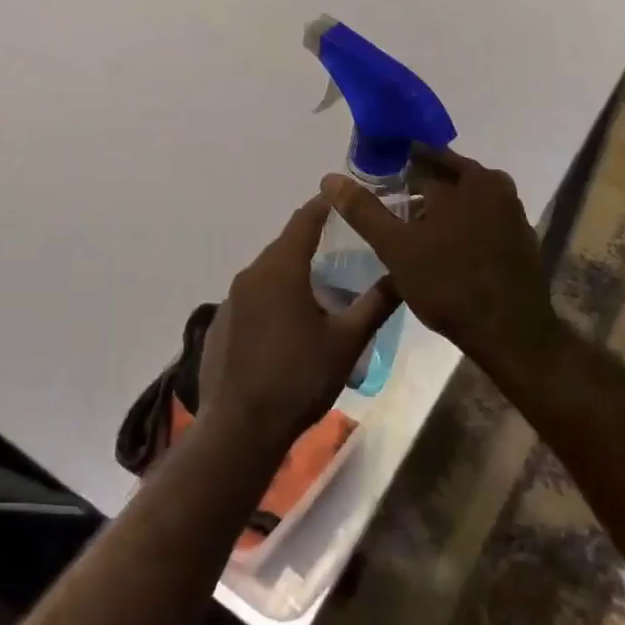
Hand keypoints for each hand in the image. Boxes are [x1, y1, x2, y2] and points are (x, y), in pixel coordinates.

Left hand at [196, 194, 397, 456]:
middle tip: (346, 245)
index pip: (305, 219)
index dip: (326, 204)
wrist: (241, 428)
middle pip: (285, 243)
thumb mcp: (347, 341)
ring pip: (268, 270)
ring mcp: (231, 299)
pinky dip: (274, 295)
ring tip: (323, 285)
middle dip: (313, 239)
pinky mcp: (221, 323)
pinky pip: (253, 295)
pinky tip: (290, 323)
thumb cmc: (299, 378)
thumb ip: (376, 303)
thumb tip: (403, 274)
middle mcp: (251, 274)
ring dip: (294, 269)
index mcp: (281, 269)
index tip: (346, 197)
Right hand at [320, 147, 565, 390]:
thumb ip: (363, 210)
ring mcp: (512, 211)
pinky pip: (481, 218)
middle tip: (388, 206)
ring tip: (409, 229)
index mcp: (467, 177)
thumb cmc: (449, 285)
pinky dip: (460, 224)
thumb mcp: (396, 248)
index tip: (373, 182)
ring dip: (438, 208)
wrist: (511, 334)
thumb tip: (330, 178)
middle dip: (415, 188)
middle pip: (444, 176)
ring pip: (463, 198)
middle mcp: (495, 184)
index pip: (420, 157)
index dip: (393, 168)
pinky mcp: (520, 236)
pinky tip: (443, 248)